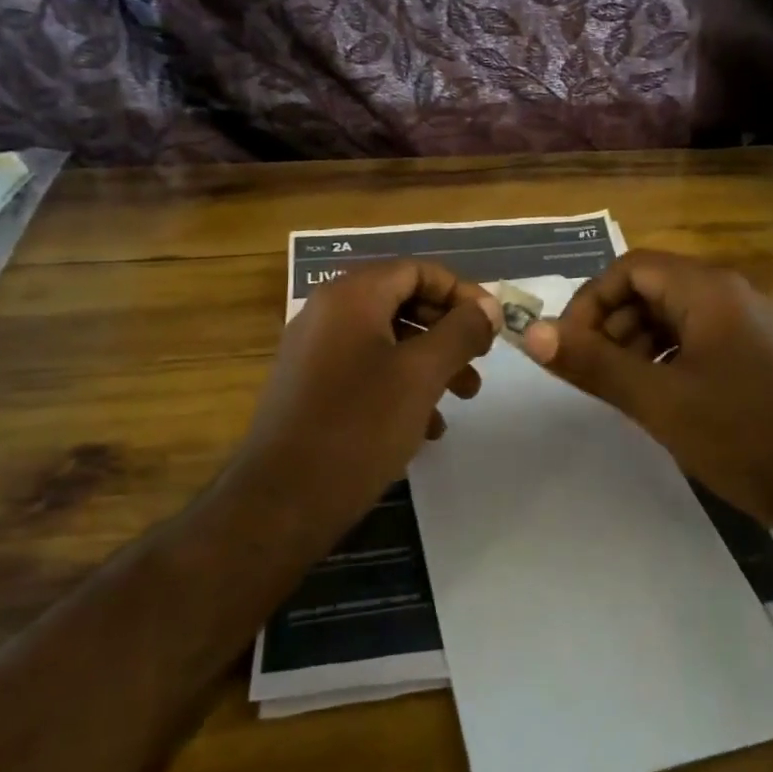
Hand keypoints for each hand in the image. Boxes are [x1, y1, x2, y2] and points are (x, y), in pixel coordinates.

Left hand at [230, 260, 501, 525]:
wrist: (280, 502)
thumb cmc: (359, 426)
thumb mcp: (422, 374)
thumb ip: (461, 332)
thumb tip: (488, 306)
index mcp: (351, 296)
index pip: (417, 269)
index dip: (461, 291)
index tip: (491, 324)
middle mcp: (328, 313)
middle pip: (403, 301)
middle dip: (449, 330)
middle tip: (481, 361)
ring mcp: (315, 352)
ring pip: (388, 340)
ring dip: (431, 362)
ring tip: (464, 397)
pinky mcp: (311, 388)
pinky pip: (367, 370)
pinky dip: (402, 386)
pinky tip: (426, 426)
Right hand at [522, 250, 772, 522]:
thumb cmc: (741, 436)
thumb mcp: (657, 400)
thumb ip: (593, 363)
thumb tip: (530, 334)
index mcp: (707, 290)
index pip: (629, 268)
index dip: (590, 301)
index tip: (569, 346)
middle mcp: (728, 294)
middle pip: (650, 288)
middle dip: (611, 324)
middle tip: (592, 372)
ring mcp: (745, 324)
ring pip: (671, 316)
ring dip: (635, 344)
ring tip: (620, 389)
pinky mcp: (753, 354)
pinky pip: (694, 339)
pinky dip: (664, 358)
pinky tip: (656, 396)